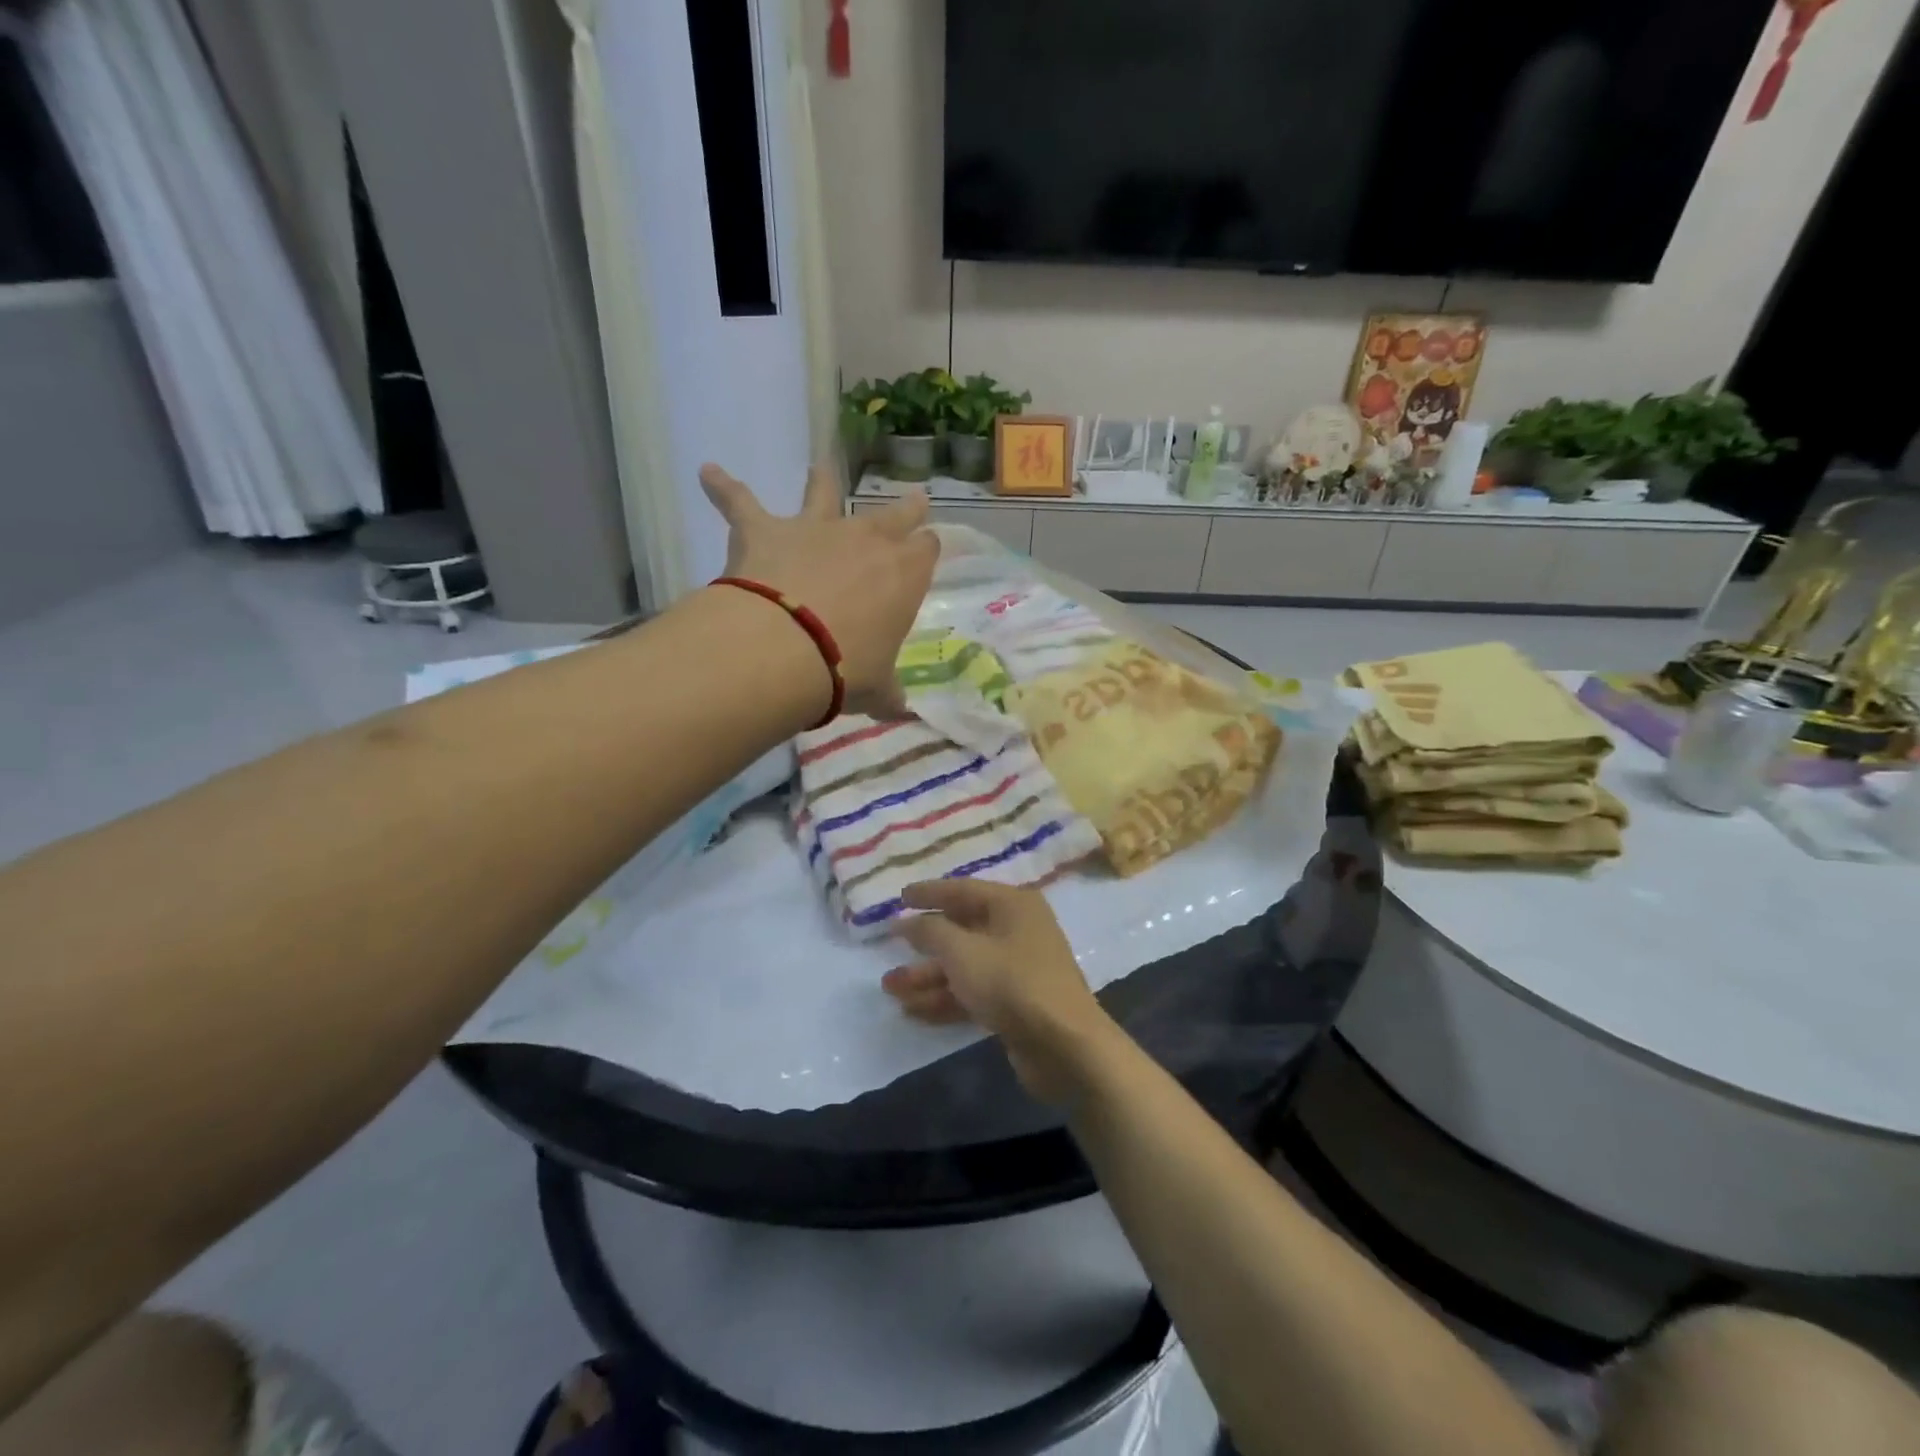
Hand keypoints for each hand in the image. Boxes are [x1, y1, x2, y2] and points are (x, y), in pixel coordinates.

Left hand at [701, 463, 937, 717]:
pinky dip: (723, 487)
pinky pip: (740, 502)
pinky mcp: (765, 530)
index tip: (925, 553)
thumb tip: (902, 711)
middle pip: (895, 513)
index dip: (925, 551)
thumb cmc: (847, 669)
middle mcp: (866, 539)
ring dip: (821, 480)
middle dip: (907, 508)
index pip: (926, 551)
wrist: (786, 650)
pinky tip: (708, 473)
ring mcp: (815, 529)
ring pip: (823, 491)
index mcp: (903, 574)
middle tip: (915, 500)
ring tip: (819, 466)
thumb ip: (889, 693)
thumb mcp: (877, 688)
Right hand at [882, 880, 1116, 1103]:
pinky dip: (946, 998)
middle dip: (924, 944)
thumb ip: (930, 932)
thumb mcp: (962, 952)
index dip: (929, 893)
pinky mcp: (1016, 1002)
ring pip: (965, 965)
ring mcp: (1018, 968)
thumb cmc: (1011, 983)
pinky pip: (974, 992)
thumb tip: (905, 920)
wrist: (1064, 1046)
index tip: (899, 897)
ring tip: (890, 988)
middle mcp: (1017, 930)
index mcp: (1012, 905)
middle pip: (963, 929)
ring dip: (928, 976)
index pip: (963, 890)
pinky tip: (913, 1011)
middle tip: (889, 949)